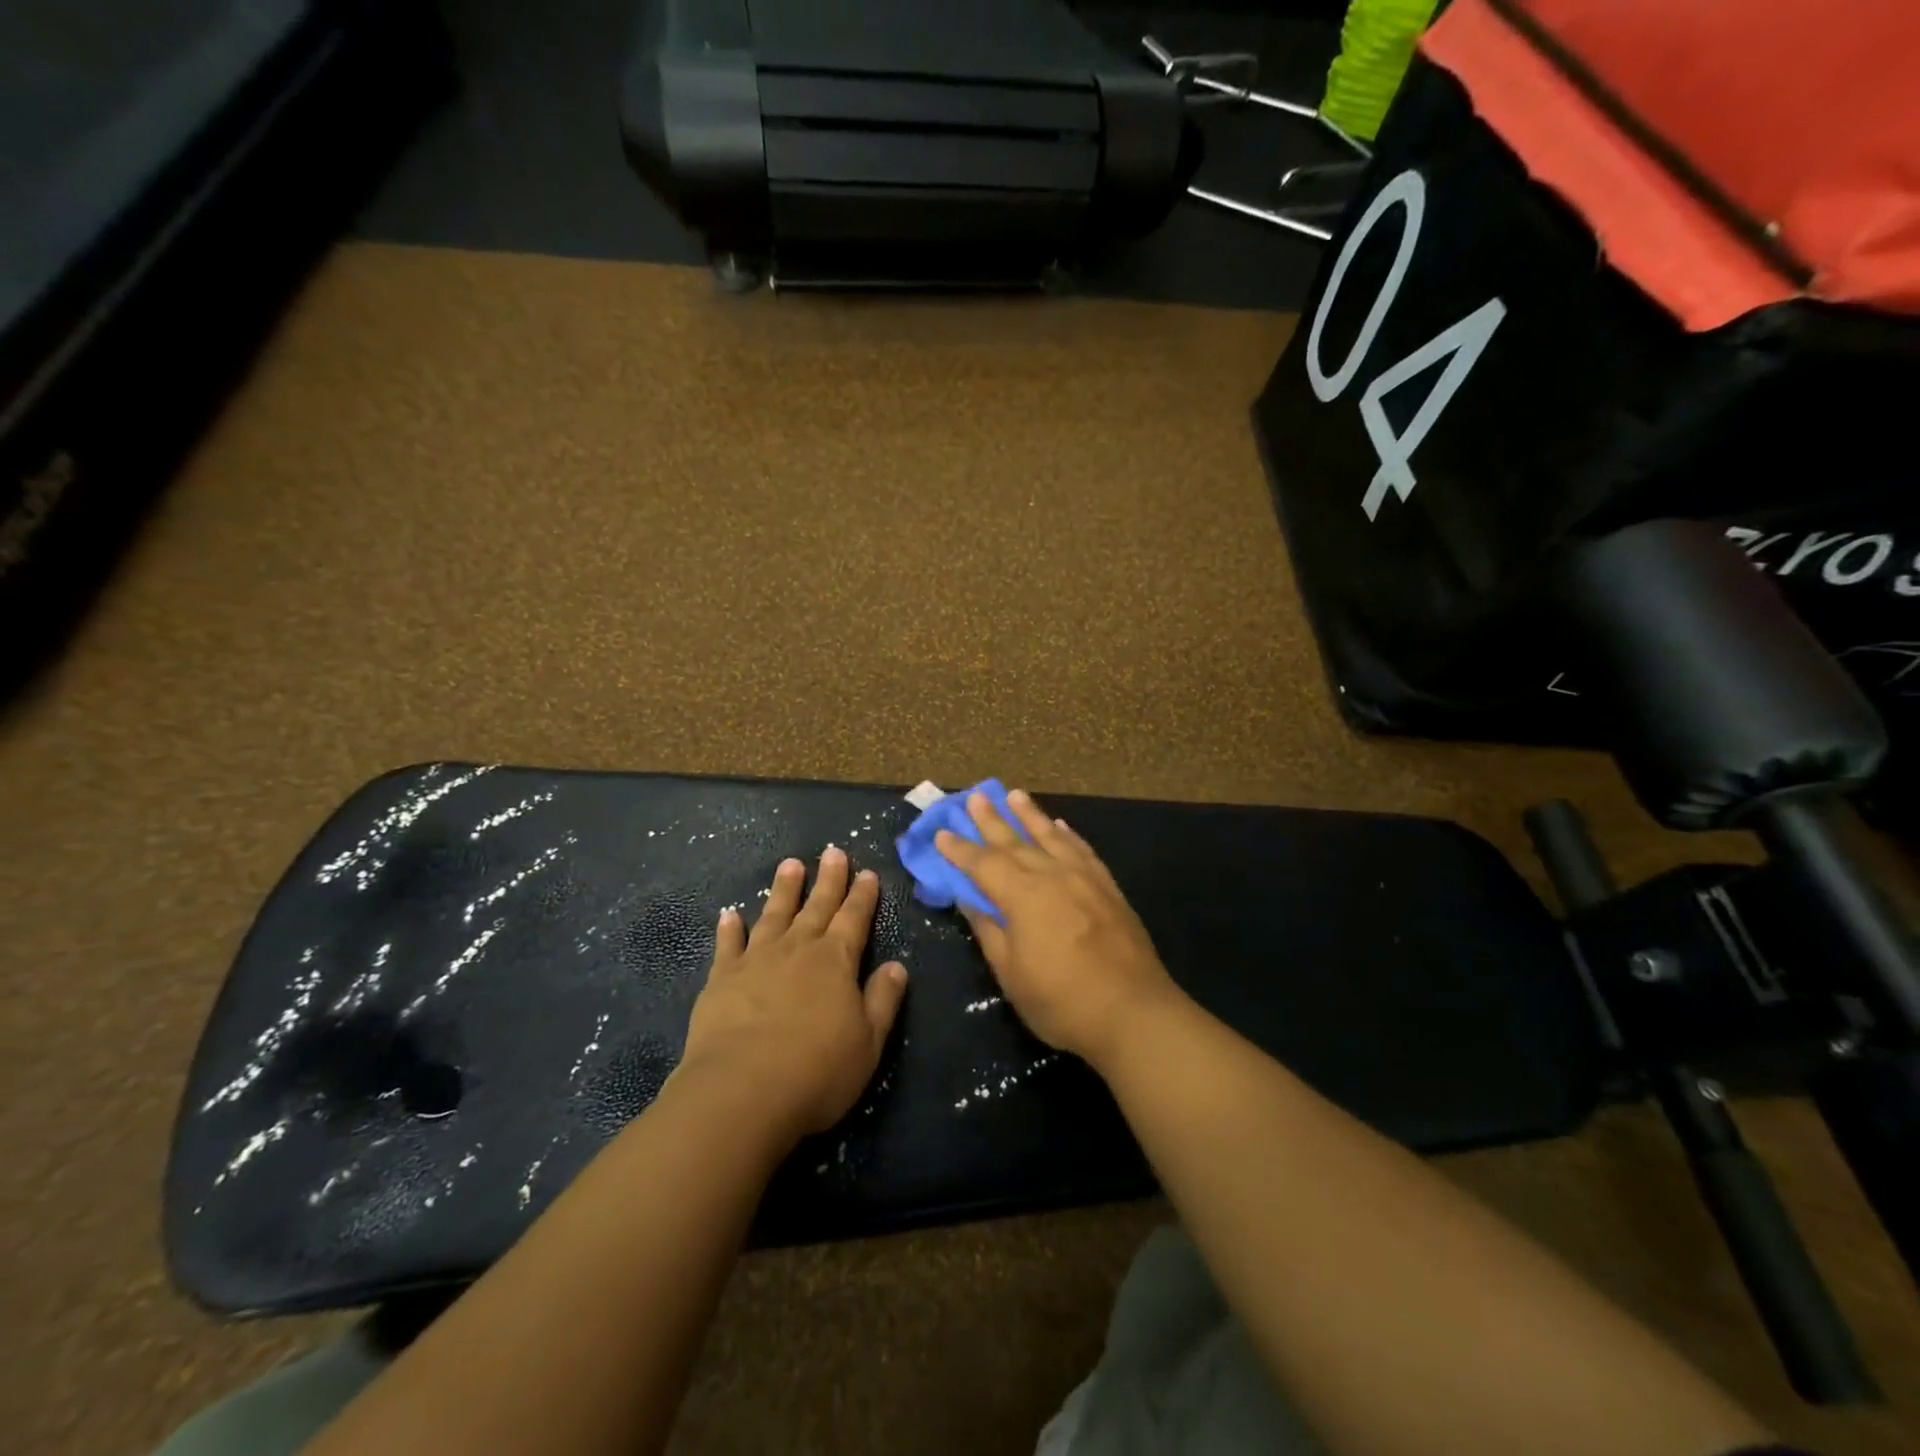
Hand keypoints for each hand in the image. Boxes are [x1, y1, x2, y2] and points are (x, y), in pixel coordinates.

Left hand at [677, 847, 907, 1142]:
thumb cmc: (816, 1070)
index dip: (862, 895)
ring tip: (790, 864)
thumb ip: (883, 1000)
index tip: (867, 872)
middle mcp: (798, 949)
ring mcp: (757, 960)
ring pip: (774, 914)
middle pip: (817, 906)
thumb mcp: (868, 1042)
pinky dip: (730, 928)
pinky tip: (730, 914)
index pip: (854, 918)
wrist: (741, 1091)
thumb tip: (897, 966)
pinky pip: (728, 944)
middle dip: (828, 879)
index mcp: (836, 961)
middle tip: (833, 851)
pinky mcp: (722, 978)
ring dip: (783, 889)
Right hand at [935, 790, 1178, 1067]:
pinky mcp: (1108, 888)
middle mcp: (1052, 875)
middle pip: (1015, 841)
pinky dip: (1068, 835)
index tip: (942, 833)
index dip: (960, 849)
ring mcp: (1084, 878)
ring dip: (1030, 815)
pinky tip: (1061, 826)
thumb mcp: (1011, 973)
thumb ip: (989, 931)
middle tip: (975, 796)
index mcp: (1023, 895)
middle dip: (992, 819)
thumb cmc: (1062, 1000)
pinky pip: (1083, 850)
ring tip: (1015, 795)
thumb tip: (969, 899)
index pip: (983, 863)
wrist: (1133, 1012)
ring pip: (1051, 836)